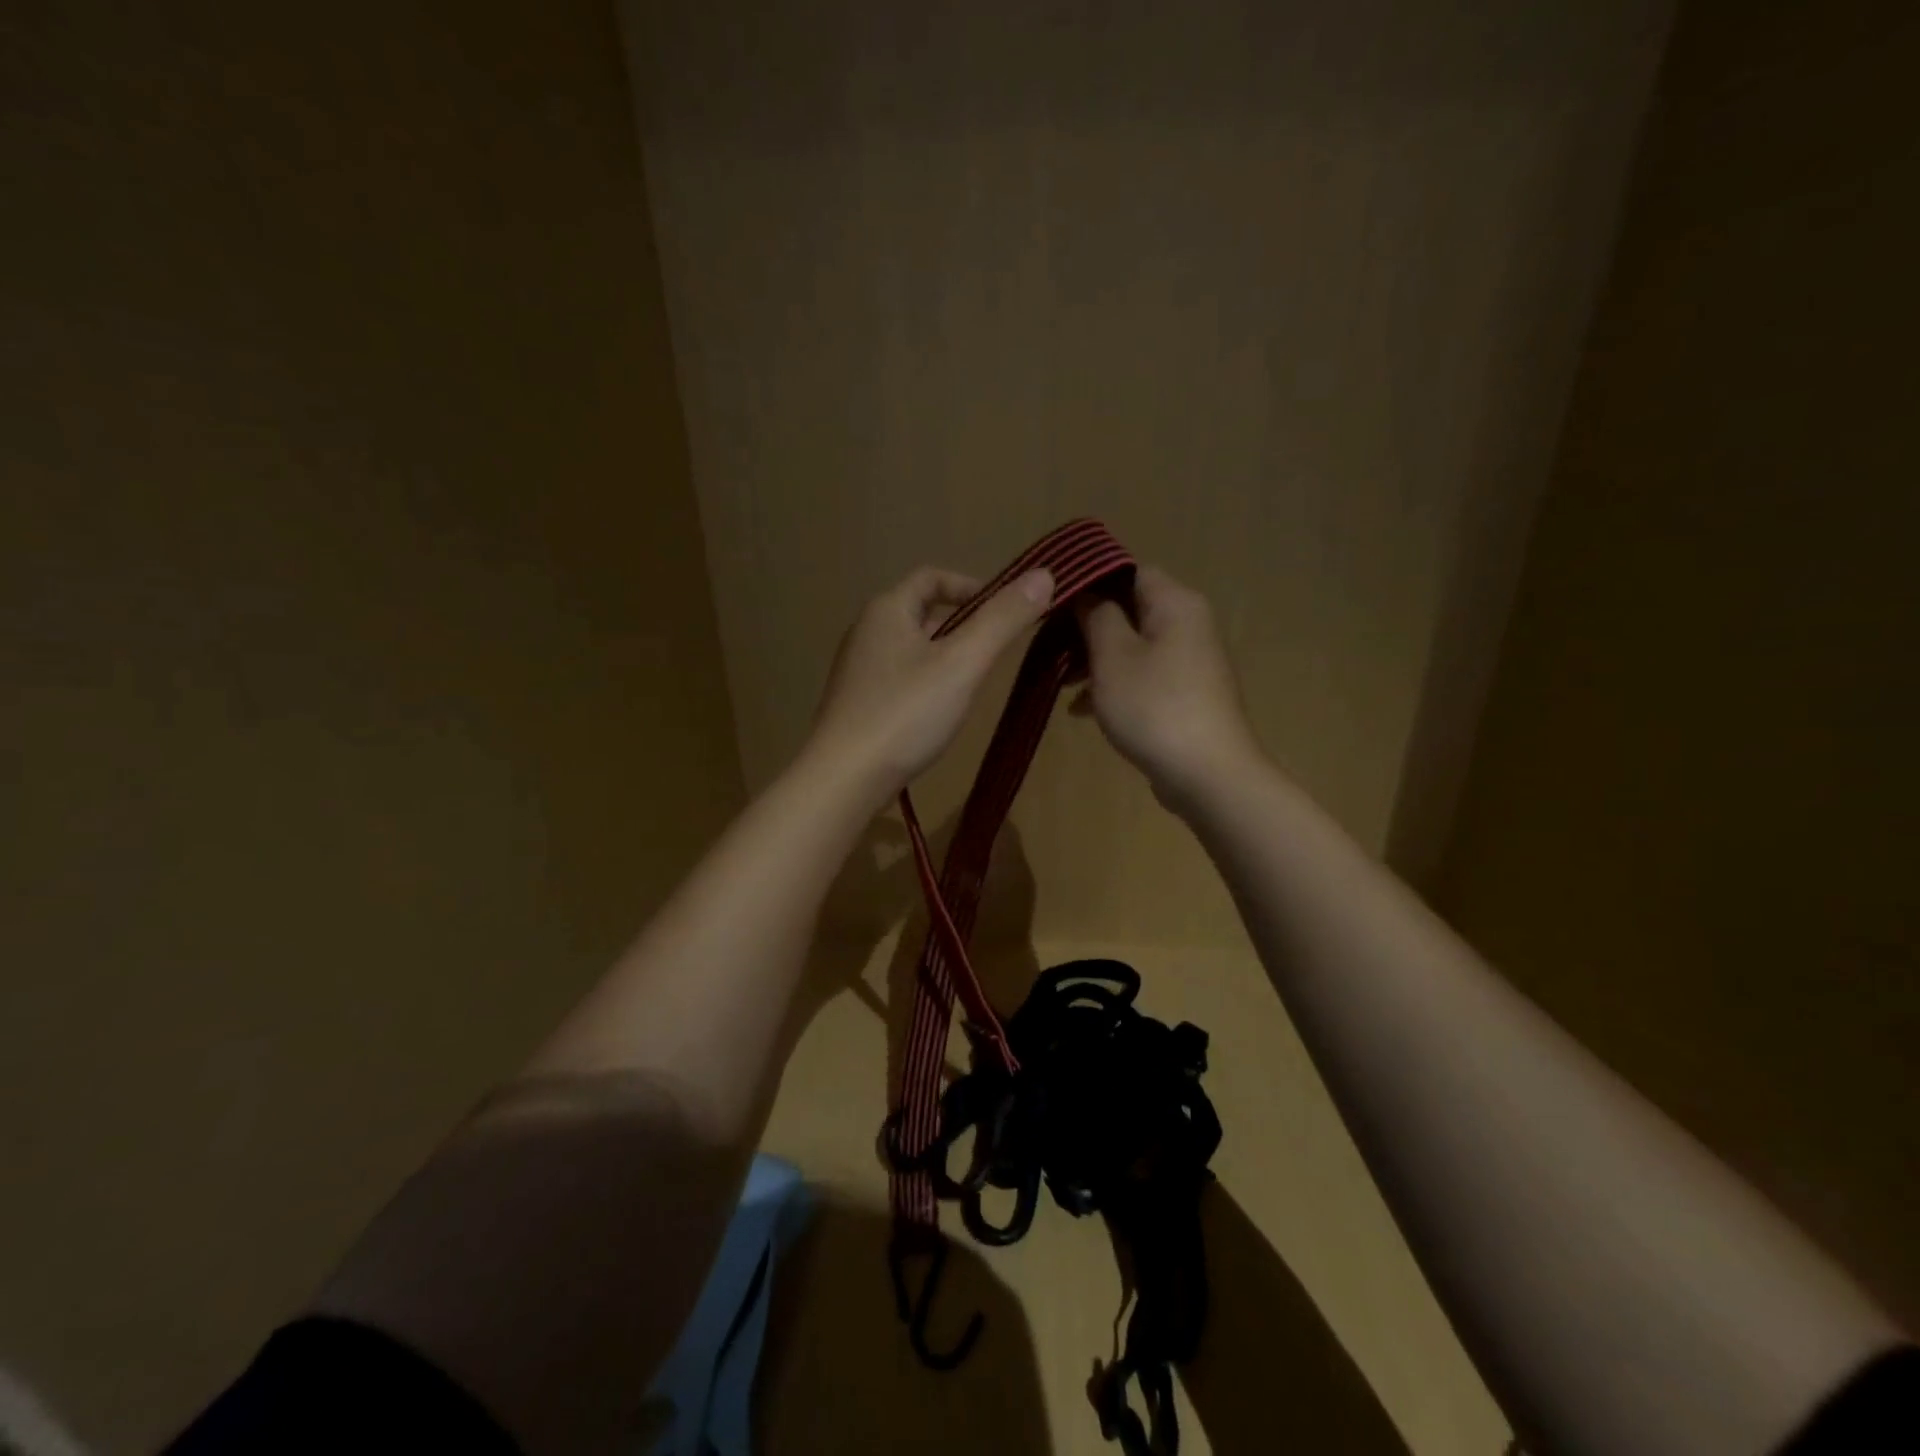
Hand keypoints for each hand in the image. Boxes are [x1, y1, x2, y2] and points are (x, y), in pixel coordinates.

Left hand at [808, 564, 1053, 804]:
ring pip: (911, 649)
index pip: (932, 577)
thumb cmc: (905, 714)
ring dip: (945, 656)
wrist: (844, 779)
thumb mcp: (963, 663)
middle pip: (921, 612)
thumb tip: (1044, 575)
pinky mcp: (856, 704)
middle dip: (962, 624)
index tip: (1005, 611)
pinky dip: (926, 683)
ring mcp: (857, 670)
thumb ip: (1002, 620)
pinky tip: (940, 713)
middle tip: (995, 651)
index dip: (972, 586)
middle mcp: (866, 632)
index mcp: (886, 609)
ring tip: (974, 683)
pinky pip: (899, 679)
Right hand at [1073, 565, 1260, 810]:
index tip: (1054, 603)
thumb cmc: (1155, 707)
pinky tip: (1081, 711)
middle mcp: (1188, 624)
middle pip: (1129, 609)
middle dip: (1088, 627)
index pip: (1129, 570)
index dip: (1090, 581)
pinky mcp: (1185, 694)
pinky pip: (1143, 676)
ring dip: (1096, 660)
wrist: (1208, 775)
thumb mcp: (1113, 656)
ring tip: (1061, 683)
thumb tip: (1087, 594)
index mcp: (1176, 603)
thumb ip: (1097, 616)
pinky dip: (1114, 685)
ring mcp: (1189, 661)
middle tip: (1050, 646)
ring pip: (1132, 646)